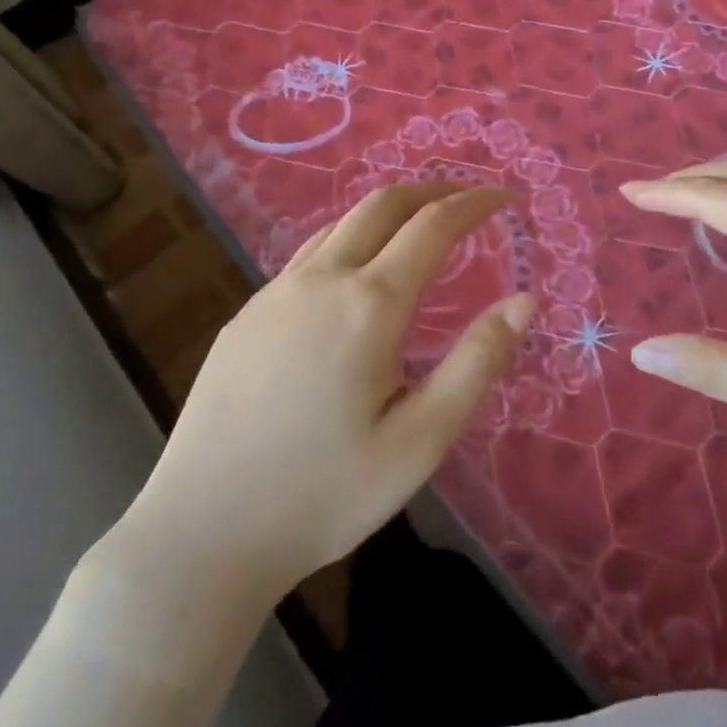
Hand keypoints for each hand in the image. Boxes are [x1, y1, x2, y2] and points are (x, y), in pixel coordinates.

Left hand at [116, 183, 531, 602]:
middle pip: (381, 205)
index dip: (474, 204)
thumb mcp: (420, 439)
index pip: (432, 226)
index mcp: (368, 305)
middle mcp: (319, 281)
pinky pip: (306, 258)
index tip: (504, 198)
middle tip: (465, 200)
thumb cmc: (324, 494)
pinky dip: (347, 242)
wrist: (202, 534)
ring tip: (416, 229)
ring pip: (339, 226)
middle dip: (430, 191)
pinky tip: (352, 278)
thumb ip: (476, 363)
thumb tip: (524, 301)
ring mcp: (273, 295)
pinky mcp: (245, 318)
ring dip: (385, 213)